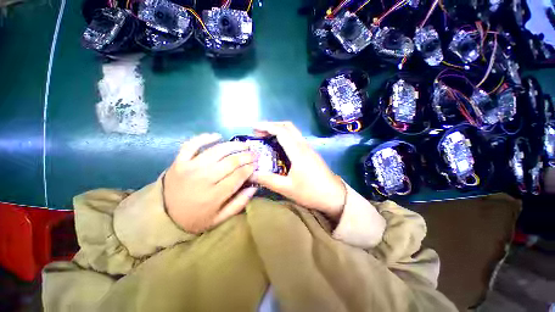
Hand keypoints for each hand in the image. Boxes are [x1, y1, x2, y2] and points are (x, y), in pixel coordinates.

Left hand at [164, 133, 256, 233]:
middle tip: (254, 154)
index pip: (239, 175)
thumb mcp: (219, 218)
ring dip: (234, 145)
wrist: (163, 216)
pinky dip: (205, 137)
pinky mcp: (179, 161)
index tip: (256, 164)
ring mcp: (190, 167)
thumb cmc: (195, 218)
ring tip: (244, 145)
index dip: (250, 168)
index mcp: (214, 195)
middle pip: (231, 161)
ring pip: (218, 150)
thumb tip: (254, 187)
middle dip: (246, 156)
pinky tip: (217, 136)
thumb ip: (239, 203)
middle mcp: (204, 178)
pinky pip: (193, 144)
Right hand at [250, 122, 345, 219]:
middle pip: (287, 126)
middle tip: (258, 133)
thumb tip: (250, 174)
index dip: (266, 127)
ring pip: (293, 131)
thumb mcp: (287, 188)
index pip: (281, 131)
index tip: (253, 128)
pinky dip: (284, 137)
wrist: (335, 196)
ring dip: (278, 130)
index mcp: (298, 152)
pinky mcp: (311, 153)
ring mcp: (308, 148)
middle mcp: (304, 145)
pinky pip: (296, 138)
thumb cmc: (311, 192)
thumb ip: (267, 180)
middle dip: (271, 125)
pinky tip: (278, 147)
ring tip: (266, 138)